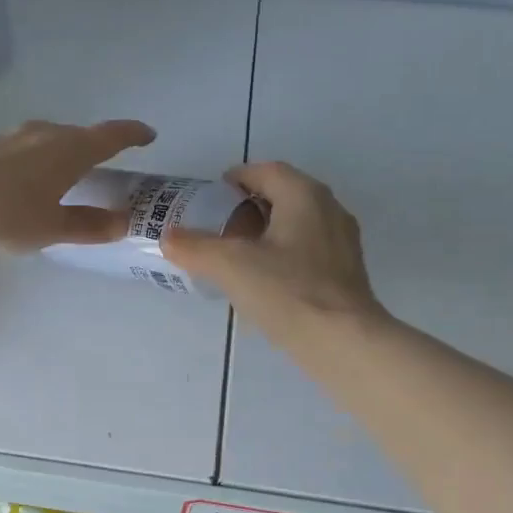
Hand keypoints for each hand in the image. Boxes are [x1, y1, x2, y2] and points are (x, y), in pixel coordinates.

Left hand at [0, 118, 156, 250]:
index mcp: (70, 151)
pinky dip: (29, 157)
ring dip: (58, 147)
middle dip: (92, 144)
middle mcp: (44, 135)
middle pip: (76, 134)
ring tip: (60, 166)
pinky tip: (19, 173)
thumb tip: (121, 224)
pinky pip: (18, 147)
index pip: (109, 136)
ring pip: (45, 136)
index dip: (131, 134)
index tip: (147, 136)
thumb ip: (88, 225)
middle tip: (101, 160)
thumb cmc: (12, 214)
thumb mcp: (54, 227)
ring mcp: (12, 138)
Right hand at [162, 161, 382, 340]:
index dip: (236, 178)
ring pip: (297, 224)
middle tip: (218, 226)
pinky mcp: (345, 272)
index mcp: (304, 195)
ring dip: (266, 232)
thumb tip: (167, 237)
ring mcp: (342, 242)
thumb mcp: (230, 266)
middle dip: (249, 206)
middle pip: (283, 195)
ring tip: (237, 255)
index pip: (266, 171)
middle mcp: (329, 209)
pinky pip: (307, 250)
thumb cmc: (287, 292)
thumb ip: (195, 247)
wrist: (341, 341)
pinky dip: (282, 255)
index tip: (211, 196)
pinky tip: (264, 281)